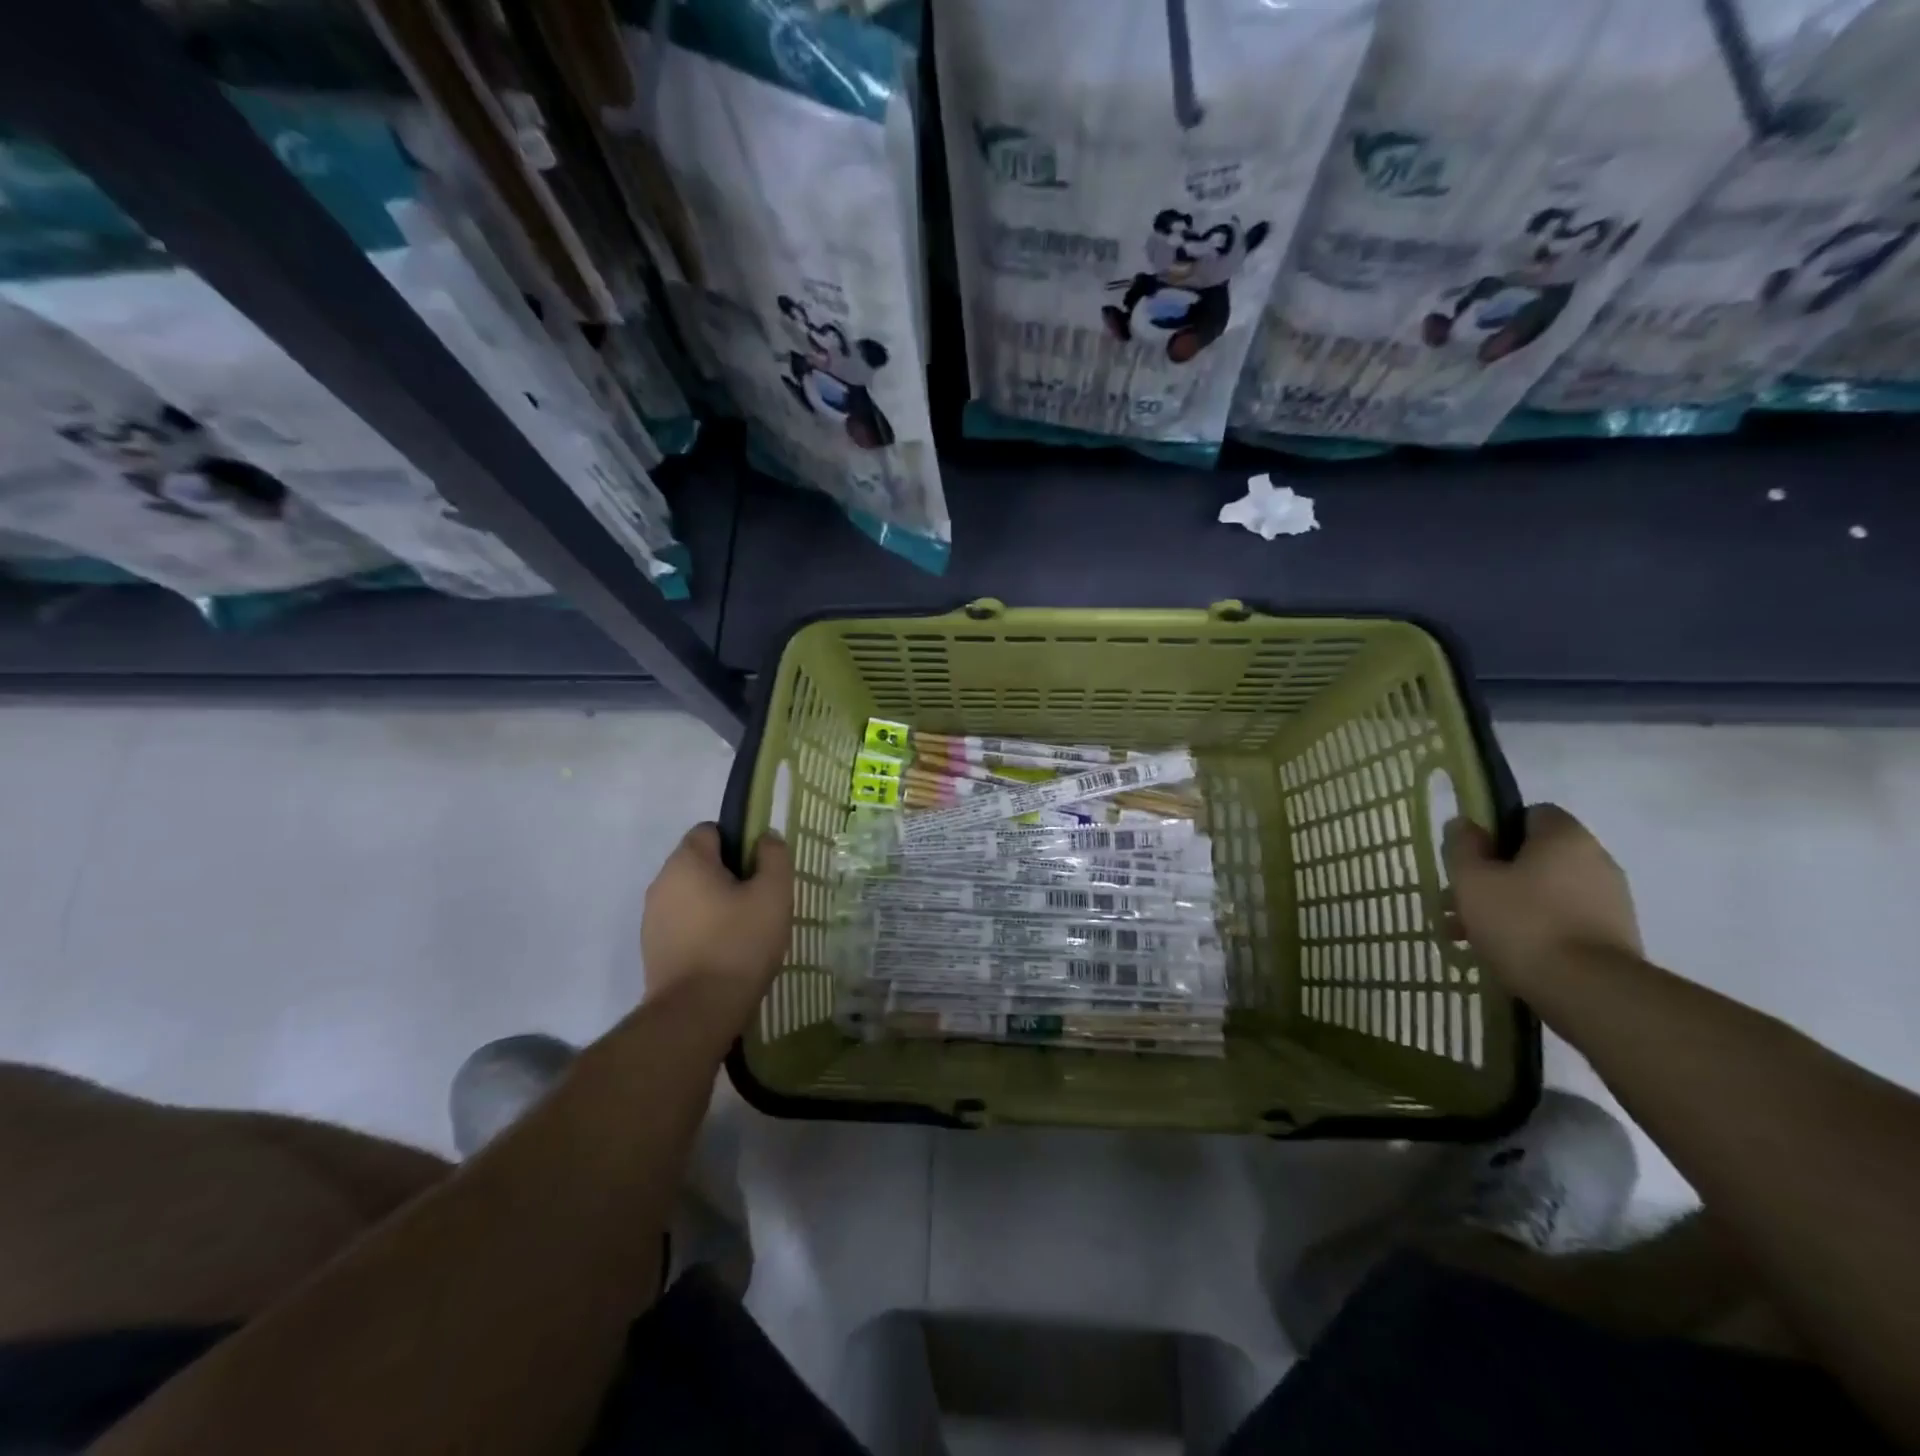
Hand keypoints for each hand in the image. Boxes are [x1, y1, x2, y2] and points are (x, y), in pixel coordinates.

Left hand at [641, 823, 792, 1029]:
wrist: (696, 1012)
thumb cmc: (739, 944)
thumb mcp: (773, 894)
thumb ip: (774, 857)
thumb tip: (765, 839)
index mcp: (687, 862)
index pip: (711, 830)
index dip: (739, 843)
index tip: (760, 871)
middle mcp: (661, 882)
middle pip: (701, 863)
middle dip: (730, 876)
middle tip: (760, 903)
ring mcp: (652, 917)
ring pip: (692, 895)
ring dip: (716, 905)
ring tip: (745, 933)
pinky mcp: (652, 948)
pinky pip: (683, 924)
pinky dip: (703, 931)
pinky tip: (725, 954)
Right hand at [1443, 805, 1641, 993]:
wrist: (1590, 992)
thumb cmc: (1522, 921)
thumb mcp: (1472, 879)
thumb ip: (1463, 845)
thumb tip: (1465, 824)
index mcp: (1565, 838)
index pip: (1530, 814)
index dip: (1496, 829)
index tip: (1470, 856)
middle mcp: (1596, 861)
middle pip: (1533, 857)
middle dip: (1494, 876)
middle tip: (1459, 901)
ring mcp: (1610, 902)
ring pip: (1544, 893)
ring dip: (1507, 906)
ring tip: (1469, 935)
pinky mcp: (1613, 938)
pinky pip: (1561, 921)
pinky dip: (1532, 930)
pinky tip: (1502, 953)